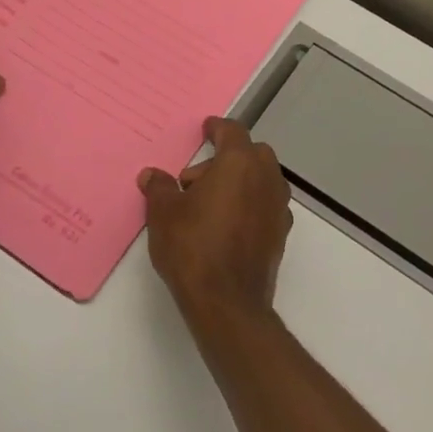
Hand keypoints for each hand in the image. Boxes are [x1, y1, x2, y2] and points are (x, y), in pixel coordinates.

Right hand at [138, 117, 292, 331]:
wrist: (227, 302)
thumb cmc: (193, 246)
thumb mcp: (164, 213)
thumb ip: (159, 188)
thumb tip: (152, 175)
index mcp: (240, 163)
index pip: (232, 132)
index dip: (217, 128)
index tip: (206, 129)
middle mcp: (266, 179)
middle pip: (252, 154)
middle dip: (226, 158)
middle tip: (195, 180)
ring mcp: (278, 208)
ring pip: (261, 180)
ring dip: (239, 182)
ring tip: (206, 204)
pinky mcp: (280, 234)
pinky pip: (265, 205)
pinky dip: (248, 204)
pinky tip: (225, 224)